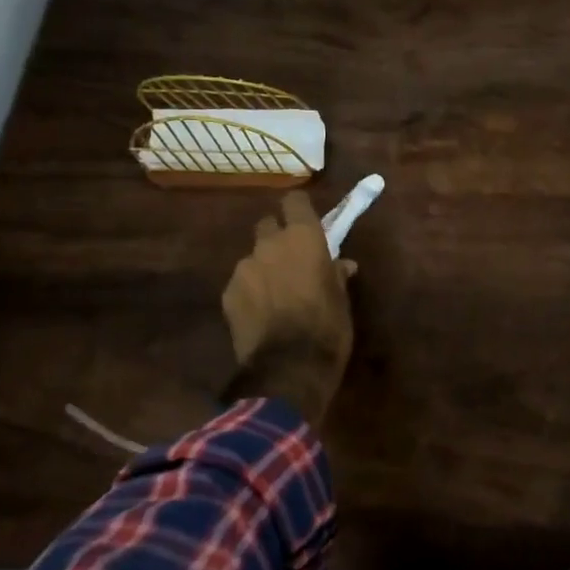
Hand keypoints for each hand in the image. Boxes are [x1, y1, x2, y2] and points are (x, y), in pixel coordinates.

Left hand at [222, 190, 357, 379]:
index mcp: (303, 238)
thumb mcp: (342, 299)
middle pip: (267, 224)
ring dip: (263, 268)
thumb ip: (337, 274)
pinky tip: (260, 315)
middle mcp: (269, 244)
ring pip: (253, 257)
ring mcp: (244, 268)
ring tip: (274, 295)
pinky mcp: (227, 294)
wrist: (289, 369)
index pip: (294, 201)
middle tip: (289, 260)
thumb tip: (342, 264)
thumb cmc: (327, 327)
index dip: (298, 209)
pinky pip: (241, 283)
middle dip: (276, 237)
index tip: (305, 221)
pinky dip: (250, 292)